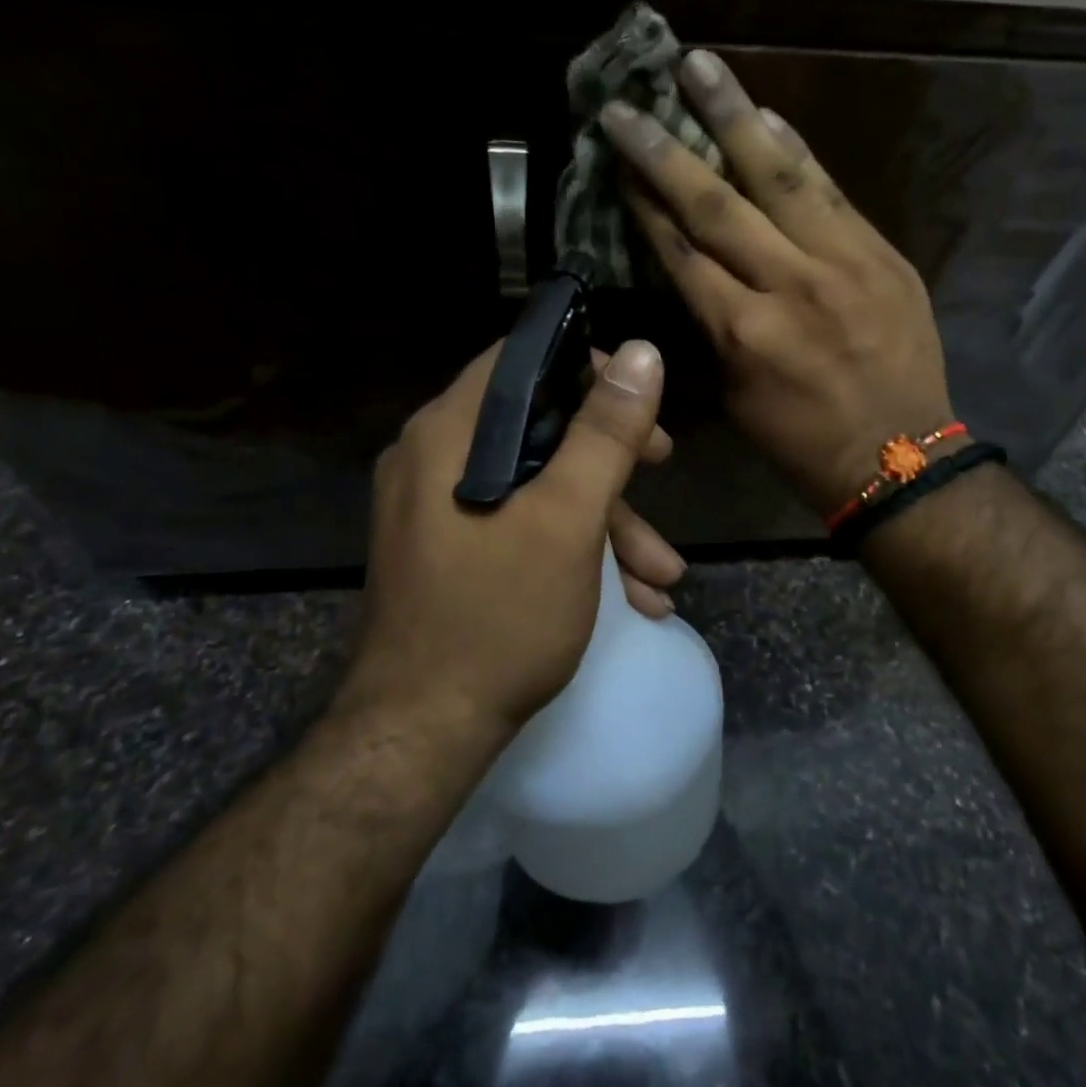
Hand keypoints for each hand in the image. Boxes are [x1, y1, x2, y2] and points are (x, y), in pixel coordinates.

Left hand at [344, 339, 681, 731]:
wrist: (422, 733)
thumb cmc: (499, 616)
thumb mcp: (569, 519)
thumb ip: (605, 433)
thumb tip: (643, 353)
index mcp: (449, 434)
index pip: (520, 360)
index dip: (586, 365)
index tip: (638, 398)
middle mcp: (433, 459)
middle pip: (536, 424)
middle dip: (611, 454)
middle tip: (662, 465)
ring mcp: (437, 508)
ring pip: (535, 483)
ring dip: (607, 521)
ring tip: (663, 575)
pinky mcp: (450, 550)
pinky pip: (518, 524)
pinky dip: (573, 548)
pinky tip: (630, 597)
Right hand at [601, 51, 953, 514]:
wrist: (901, 458)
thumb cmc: (802, 441)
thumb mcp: (736, 398)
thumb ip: (711, 328)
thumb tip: (689, 268)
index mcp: (742, 334)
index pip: (681, 251)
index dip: (643, 202)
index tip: (617, 159)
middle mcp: (788, 287)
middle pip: (715, 205)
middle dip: (665, 150)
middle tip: (628, 102)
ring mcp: (843, 264)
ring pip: (778, 178)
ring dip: (734, 117)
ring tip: (701, 66)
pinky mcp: (883, 255)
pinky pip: (833, 191)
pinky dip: (798, 150)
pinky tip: (768, 115)